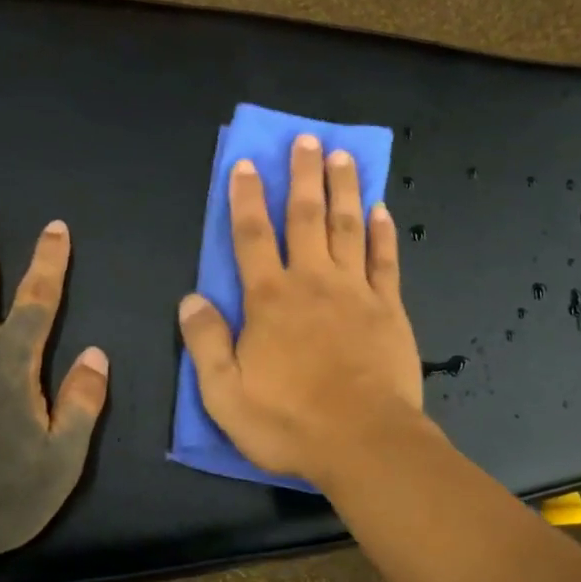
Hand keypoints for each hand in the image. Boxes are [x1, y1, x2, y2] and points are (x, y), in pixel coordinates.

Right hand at [179, 134, 425, 487]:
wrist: (364, 442)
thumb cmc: (290, 422)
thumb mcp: (225, 394)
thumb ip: (206, 343)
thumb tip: (191, 298)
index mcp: (269, 300)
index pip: (251, 236)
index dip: (246, 197)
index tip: (246, 163)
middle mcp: (312, 282)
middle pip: (305, 217)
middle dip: (303, 176)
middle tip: (307, 139)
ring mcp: (355, 292)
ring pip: (348, 228)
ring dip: (344, 189)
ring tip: (343, 157)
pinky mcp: (389, 309)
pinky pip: (385, 261)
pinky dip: (383, 233)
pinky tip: (381, 209)